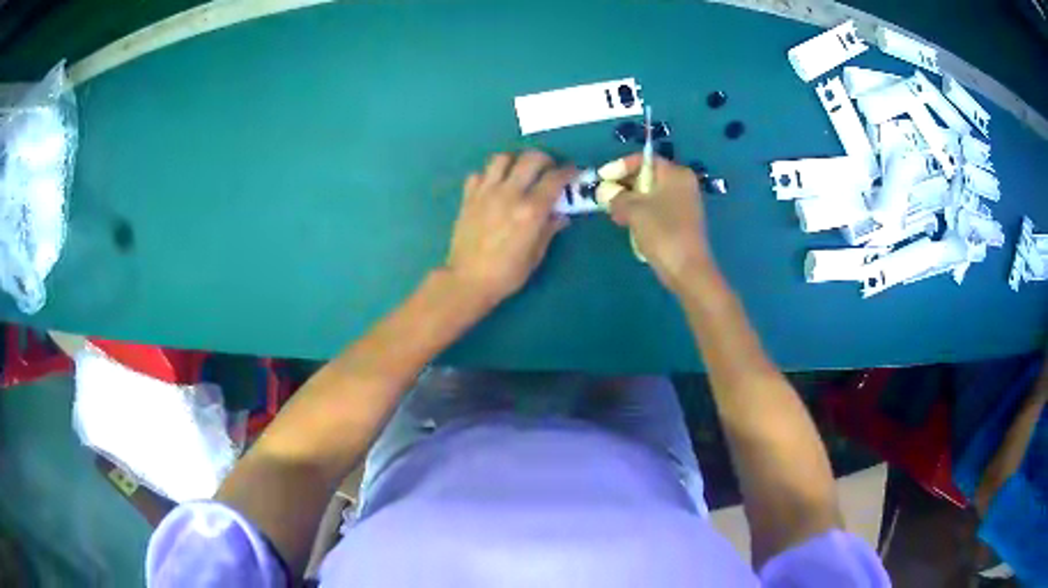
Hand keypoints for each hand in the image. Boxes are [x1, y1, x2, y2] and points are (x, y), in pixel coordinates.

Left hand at [445, 150, 574, 305]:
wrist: (467, 280)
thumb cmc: (507, 273)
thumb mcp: (535, 255)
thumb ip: (549, 229)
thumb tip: (561, 215)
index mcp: (531, 210)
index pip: (555, 179)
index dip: (568, 172)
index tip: (573, 172)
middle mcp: (509, 194)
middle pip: (531, 158)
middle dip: (545, 159)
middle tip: (548, 169)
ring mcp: (486, 192)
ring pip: (502, 158)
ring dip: (515, 161)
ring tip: (519, 172)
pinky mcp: (468, 197)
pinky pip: (479, 174)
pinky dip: (489, 175)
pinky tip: (494, 187)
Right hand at [597, 154, 715, 289]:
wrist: (687, 270)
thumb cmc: (662, 232)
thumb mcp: (634, 210)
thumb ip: (615, 196)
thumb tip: (603, 191)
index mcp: (675, 174)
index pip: (644, 159)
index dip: (620, 166)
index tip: (601, 178)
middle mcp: (682, 184)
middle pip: (647, 176)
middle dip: (623, 186)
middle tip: (604, 197)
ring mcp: (683, 204)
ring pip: (650, 195)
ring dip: (630, 201)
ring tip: (614, 214)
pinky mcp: (680, 221)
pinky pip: (656, 209)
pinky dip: (641, 213)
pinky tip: (628, 225)